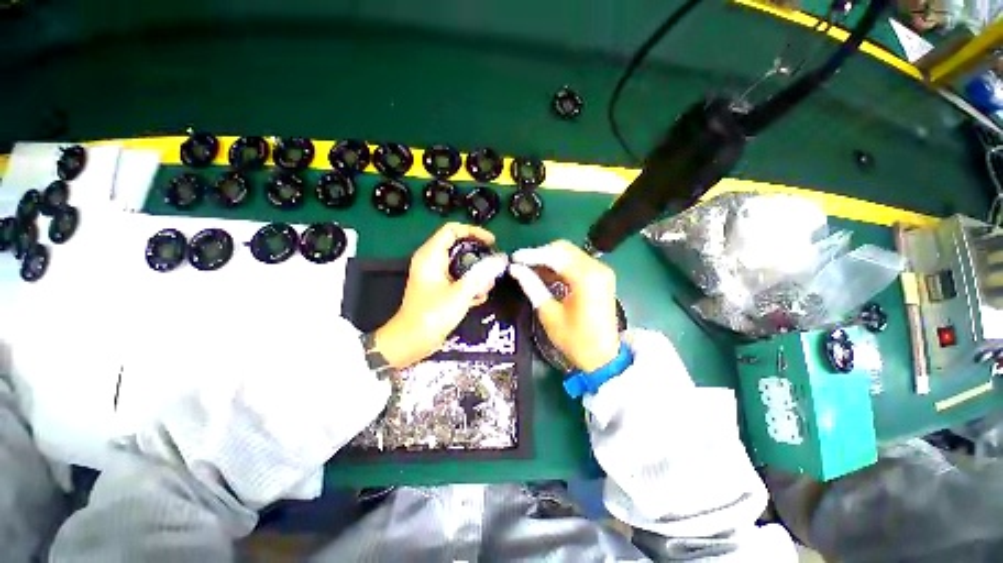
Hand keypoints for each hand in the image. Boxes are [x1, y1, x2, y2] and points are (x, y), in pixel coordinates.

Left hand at [374, 223, 507, 368]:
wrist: (412, 341)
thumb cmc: (432, 315)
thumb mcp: (460, 293)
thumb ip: (481, 275)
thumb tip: (500, 259)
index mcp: (431, 255)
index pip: (452, 230)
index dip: (474, 231)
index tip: (492, 242)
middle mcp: (432, 261)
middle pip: (460, 247)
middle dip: (479, 257)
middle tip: (493, 267)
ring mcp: (436, 275)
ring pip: (461, 264)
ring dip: (477, 274)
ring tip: (486, 287)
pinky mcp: (440, 288)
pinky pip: (459, 278)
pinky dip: (470, 284)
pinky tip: (478, 298)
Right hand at [509, 240, 619, 371]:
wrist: (603, 357)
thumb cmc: (575, 340)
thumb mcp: (549, 313)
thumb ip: (532, 286)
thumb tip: (515, 269)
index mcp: (586, 277)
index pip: (554, 255)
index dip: (531, 255)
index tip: (513, 258)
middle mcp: (597, 268)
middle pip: (563, 249)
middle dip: (540, 254)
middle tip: (521, 265)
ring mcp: (601, 271)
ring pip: (569, 254)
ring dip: (549, 259)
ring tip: (529, 270)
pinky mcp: (600, 277)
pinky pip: (575, 263)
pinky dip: (559, 266)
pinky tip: (545, 275)